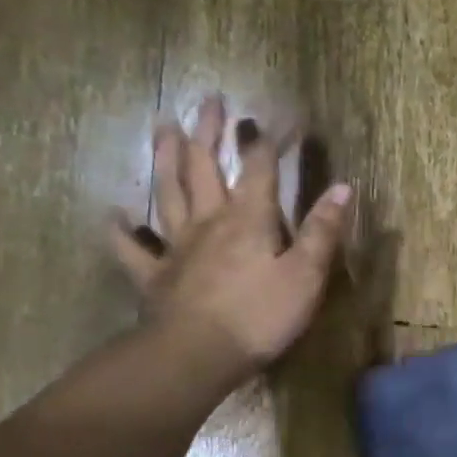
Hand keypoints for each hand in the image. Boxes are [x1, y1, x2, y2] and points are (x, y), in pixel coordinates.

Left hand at [111, 96, 351, 387]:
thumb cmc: (260, 316)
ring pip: (168, 193)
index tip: (279, 114)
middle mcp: (209, 222)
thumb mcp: (306, 275)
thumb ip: (324, 231)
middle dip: (208, 132)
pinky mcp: (155, 277)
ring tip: (162, 127)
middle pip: (204, 167)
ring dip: (165, 158)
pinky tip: (114, 215)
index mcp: (248, 219)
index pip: (260, 168)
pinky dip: (121, 231)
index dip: (270, 139)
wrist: (197, 355)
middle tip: (208, 100)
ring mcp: (177, 247)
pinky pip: (132, 249)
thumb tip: (343, 187)